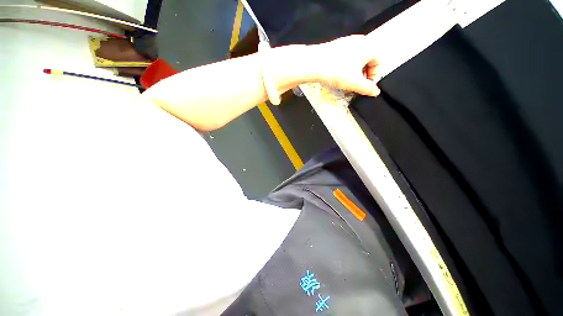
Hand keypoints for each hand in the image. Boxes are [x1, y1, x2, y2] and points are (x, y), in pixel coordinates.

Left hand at [310, 35, 380, 96]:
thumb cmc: (335, 70)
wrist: (314, 64)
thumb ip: (367, 88)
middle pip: (367, 61)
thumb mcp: (354, 83)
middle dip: (364, 75)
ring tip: (347, 81)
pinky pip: (346, 57)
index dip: (373, 77)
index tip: (366, 86)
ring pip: (356, 59)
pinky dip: (346, 67)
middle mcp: (360, 41)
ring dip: (354, 72)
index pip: (378, 63)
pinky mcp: (336, 46)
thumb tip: (375, 92)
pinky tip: (338, 74)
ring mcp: (347, 42)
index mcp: (368, 47)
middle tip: (357, 85)